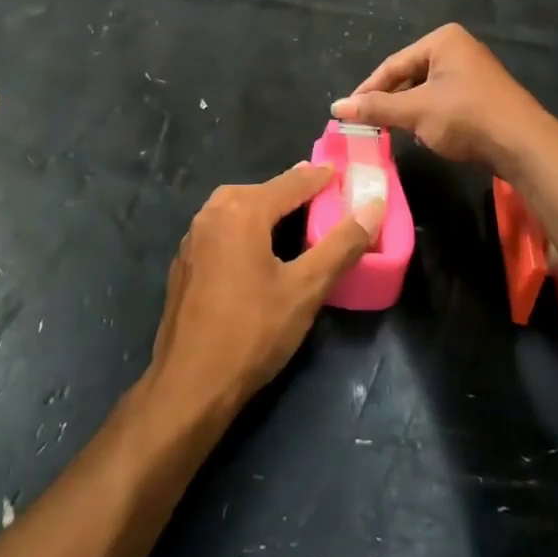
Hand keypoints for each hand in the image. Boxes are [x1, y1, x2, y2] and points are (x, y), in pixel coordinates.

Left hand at [147, 164, 383, 419]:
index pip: (291, 183)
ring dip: (267, 208)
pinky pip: (222, 230)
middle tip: (323, 194)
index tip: (343, 172)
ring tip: (296, 217)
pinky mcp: (185, 262)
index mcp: (241, 211)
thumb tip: (372, 207)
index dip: (320, 178)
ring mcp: (193, 238)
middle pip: (261, 191)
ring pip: (237, 209)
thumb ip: (341, 245)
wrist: (189, 385)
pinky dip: (246, 228)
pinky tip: (259, 249)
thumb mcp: (306, 289)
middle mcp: (212, 213)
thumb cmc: (252, 332)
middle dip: (292, 190)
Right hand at [332, 23, 553, 177]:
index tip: (346, 113)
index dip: (367, 90)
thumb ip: (376, 108)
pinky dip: (428, 116)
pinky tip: (423, 134)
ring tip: (391, 131)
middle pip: (409, 75)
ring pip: (425, 90)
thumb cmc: (466, 117)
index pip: (392, 65)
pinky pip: (443, 100)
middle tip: (367, 124)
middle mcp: (458, 48)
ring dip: (408, 111)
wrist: (524, 145)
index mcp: (442, 40)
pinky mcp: (481, 94)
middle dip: (389, 101)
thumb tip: (336, 107)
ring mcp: (472, 71)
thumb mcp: (415, 111)